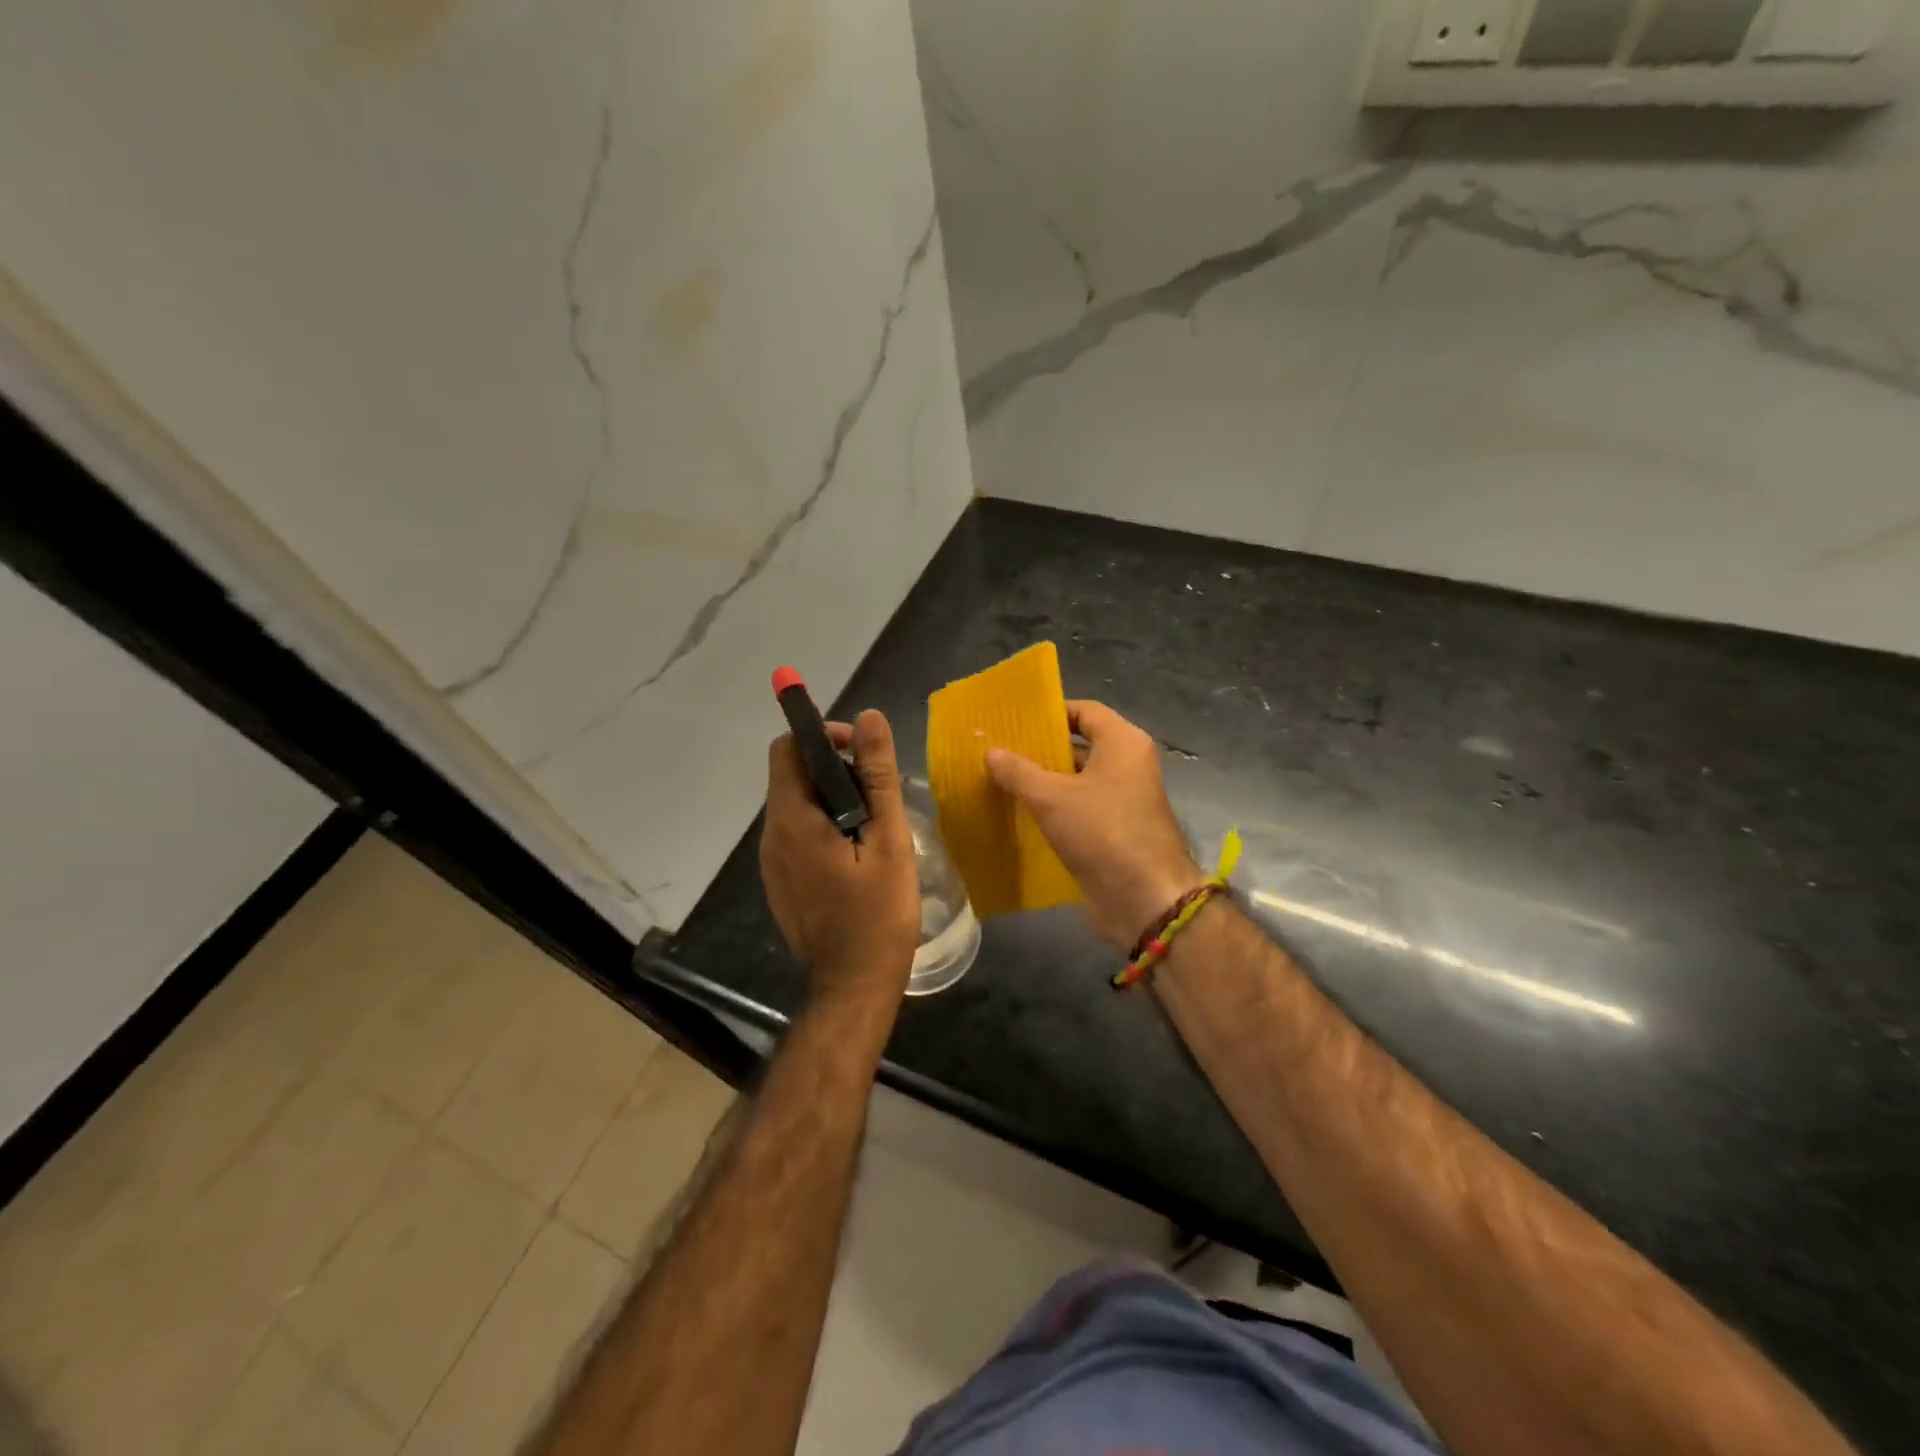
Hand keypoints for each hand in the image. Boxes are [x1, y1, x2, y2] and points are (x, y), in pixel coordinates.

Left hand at [760, 709, 920, 1007]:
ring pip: (796, 806)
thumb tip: (868, 718)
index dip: (822, 735)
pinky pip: (796, 835)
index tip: (861, 748)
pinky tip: (858, 852)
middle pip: (791, 776)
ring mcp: (772, 863)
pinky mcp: (781, 882)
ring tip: (875, 822)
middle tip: (879, 790)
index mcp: (793, 821)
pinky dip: (824, 825)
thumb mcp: (888, 840)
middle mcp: (772, 837)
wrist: (854, 987)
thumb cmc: (878, 915)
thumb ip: (877, 777)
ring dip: (832, 798)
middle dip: (834, 767)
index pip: (788, 749)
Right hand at [987, 701, 1203, 950]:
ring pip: (1077, 780)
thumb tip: (991, 751)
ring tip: (1000, 779)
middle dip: (1040, 748)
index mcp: (1123, 743)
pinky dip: (1054, 808)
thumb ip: (1018, 772)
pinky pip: (1080, 808)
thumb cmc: (1103, 833)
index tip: (1013, 720)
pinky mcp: (1114, 830)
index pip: (1084, 711)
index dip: (1050, 712)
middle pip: (1080, 745)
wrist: (1144, 900)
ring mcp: (1123, 799)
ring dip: (1044, 781)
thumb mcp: (1052, 798)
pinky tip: (1019, 813)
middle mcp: (1128, 764)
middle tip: (999, 749)